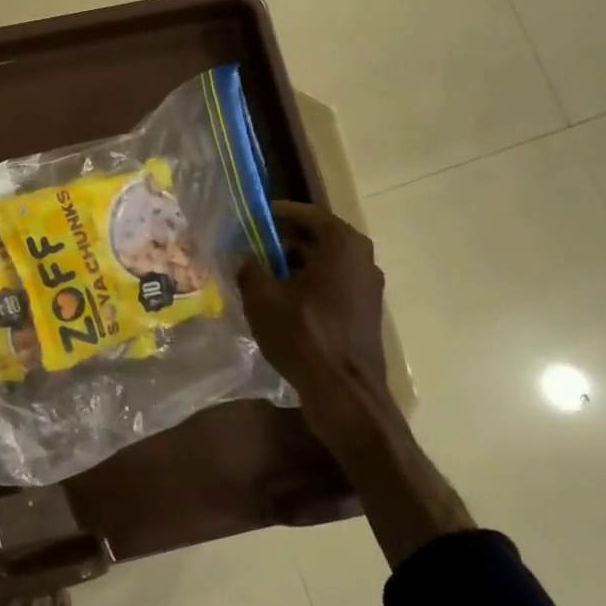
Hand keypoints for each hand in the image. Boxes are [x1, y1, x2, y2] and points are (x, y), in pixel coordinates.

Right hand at [235, 202, 398, 445]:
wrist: (343, 392)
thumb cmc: (303, 334)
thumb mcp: (263, 298)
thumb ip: (249, 269)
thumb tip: (240, 255)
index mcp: (343, 245)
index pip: (308, 214)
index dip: (278, 212)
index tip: (254, 215)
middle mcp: (362, 260)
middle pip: (317, 240)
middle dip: (282, 241)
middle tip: (250, 245)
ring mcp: (366, 289)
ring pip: (323, 266)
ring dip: (292, 267)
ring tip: (259, 274)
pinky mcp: (362, 314)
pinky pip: (330, 288)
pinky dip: (306, 287)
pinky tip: (278, 302)